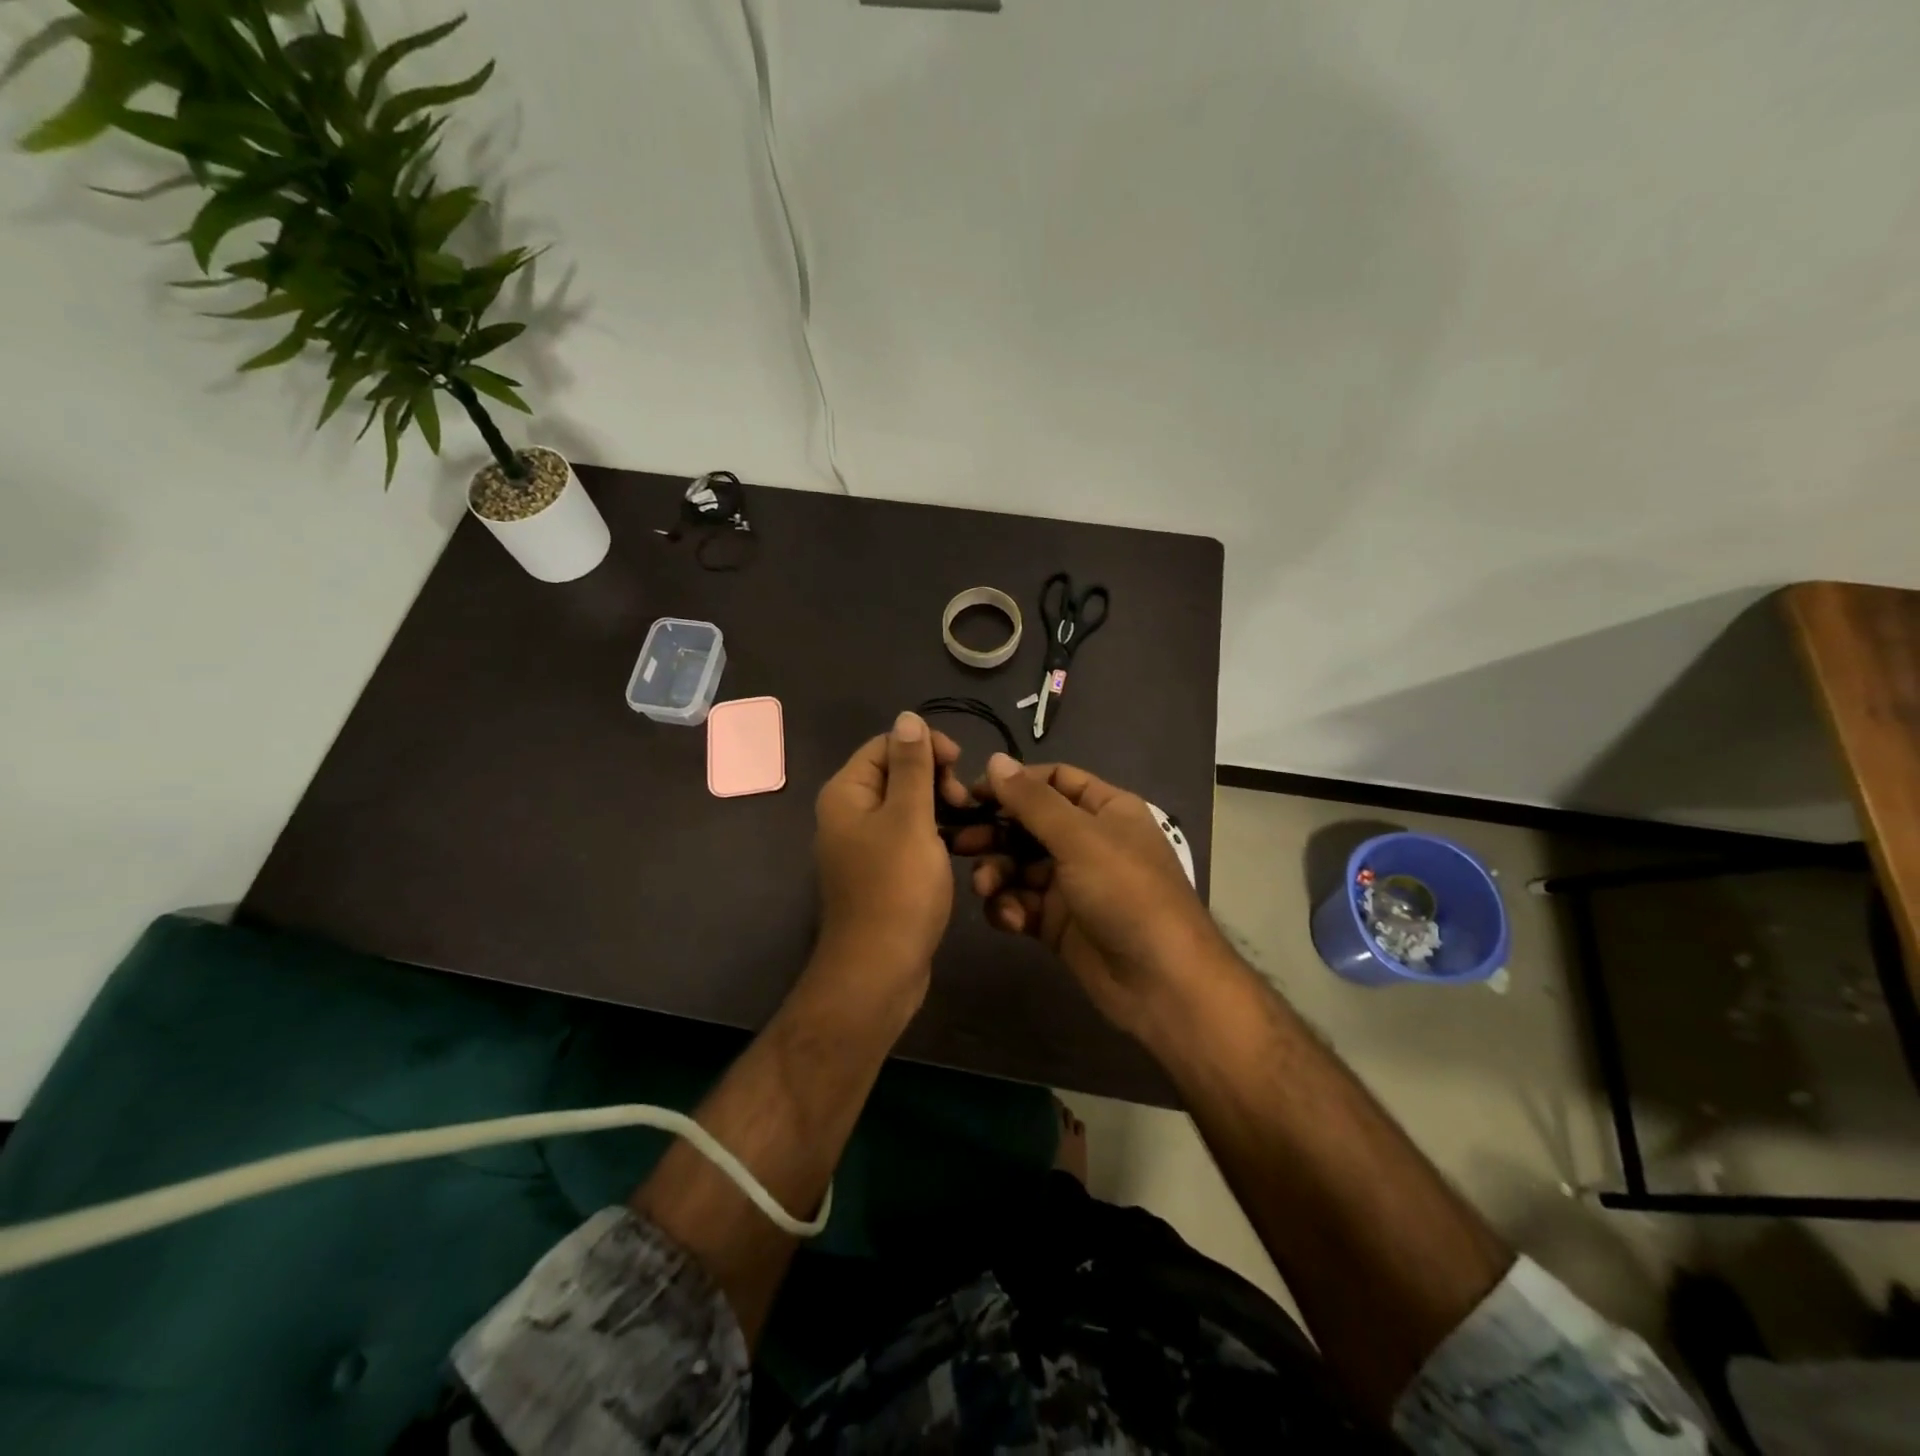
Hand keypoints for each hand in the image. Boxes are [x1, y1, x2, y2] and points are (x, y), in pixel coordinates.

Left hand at [813, 711, 969, 997]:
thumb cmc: (897, 889)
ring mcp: (863, 845)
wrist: (880, 970)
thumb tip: (907, 716)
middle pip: (896, 772)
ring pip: (907, 805)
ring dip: (939, 806)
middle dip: (935, 777)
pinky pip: (908, 835)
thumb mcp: (910, 818)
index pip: (886, 744)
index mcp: (847, 793)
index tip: (960, 764)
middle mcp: (849, 813)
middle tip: (964, 802)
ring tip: (968, 824)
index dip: (925, 746)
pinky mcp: (880, 871)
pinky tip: (957, 845)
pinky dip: (932, 833)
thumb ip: (912, 765)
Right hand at [964, 754, 1230, 1039]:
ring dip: (998, 873)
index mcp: (1105, 810)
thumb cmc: (1126, 893)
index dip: (1015, 783)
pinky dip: (1011, 908)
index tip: (973, 793)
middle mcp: (1088, 841)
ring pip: (1020, 865)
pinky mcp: (1059, 922)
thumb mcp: (1079, 838)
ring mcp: (1072, 884)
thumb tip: (995, 760)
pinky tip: (1012, 919)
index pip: (1054, 780)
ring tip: (985, 886)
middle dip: (995, 833)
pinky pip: (1023, 903)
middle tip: (959, 842)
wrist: (1161, 982)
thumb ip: (1032, 801)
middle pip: (1029, 824)